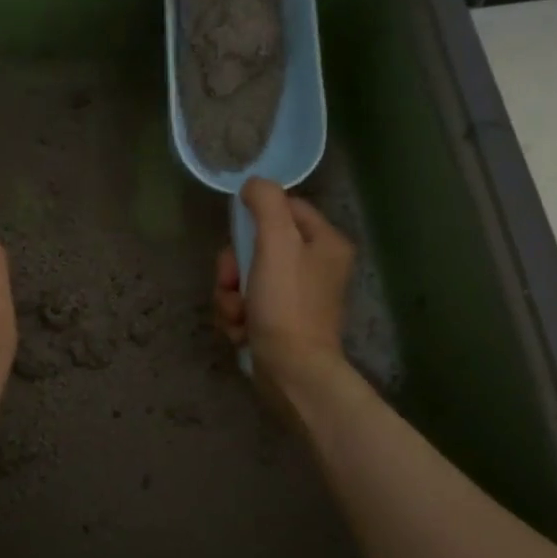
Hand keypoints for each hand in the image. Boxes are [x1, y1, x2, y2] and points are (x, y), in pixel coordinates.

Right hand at [214, 179, 355, 400]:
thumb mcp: (276, 242)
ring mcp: (297, 297)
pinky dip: (237, 317)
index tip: (241, 238)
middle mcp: (315, 266)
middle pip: (258, 245)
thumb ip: (266, 203)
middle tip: (233, 284)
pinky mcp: (280, 323)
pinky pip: (246, 305)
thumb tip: (253, 184)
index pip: (285, 208)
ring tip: (238, 315)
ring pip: (245, 278)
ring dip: (230, 296)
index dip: (255, 219)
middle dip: (234, 267)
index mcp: (325, 242)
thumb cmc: (287, 304)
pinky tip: (242, 331)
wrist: (292, 372)